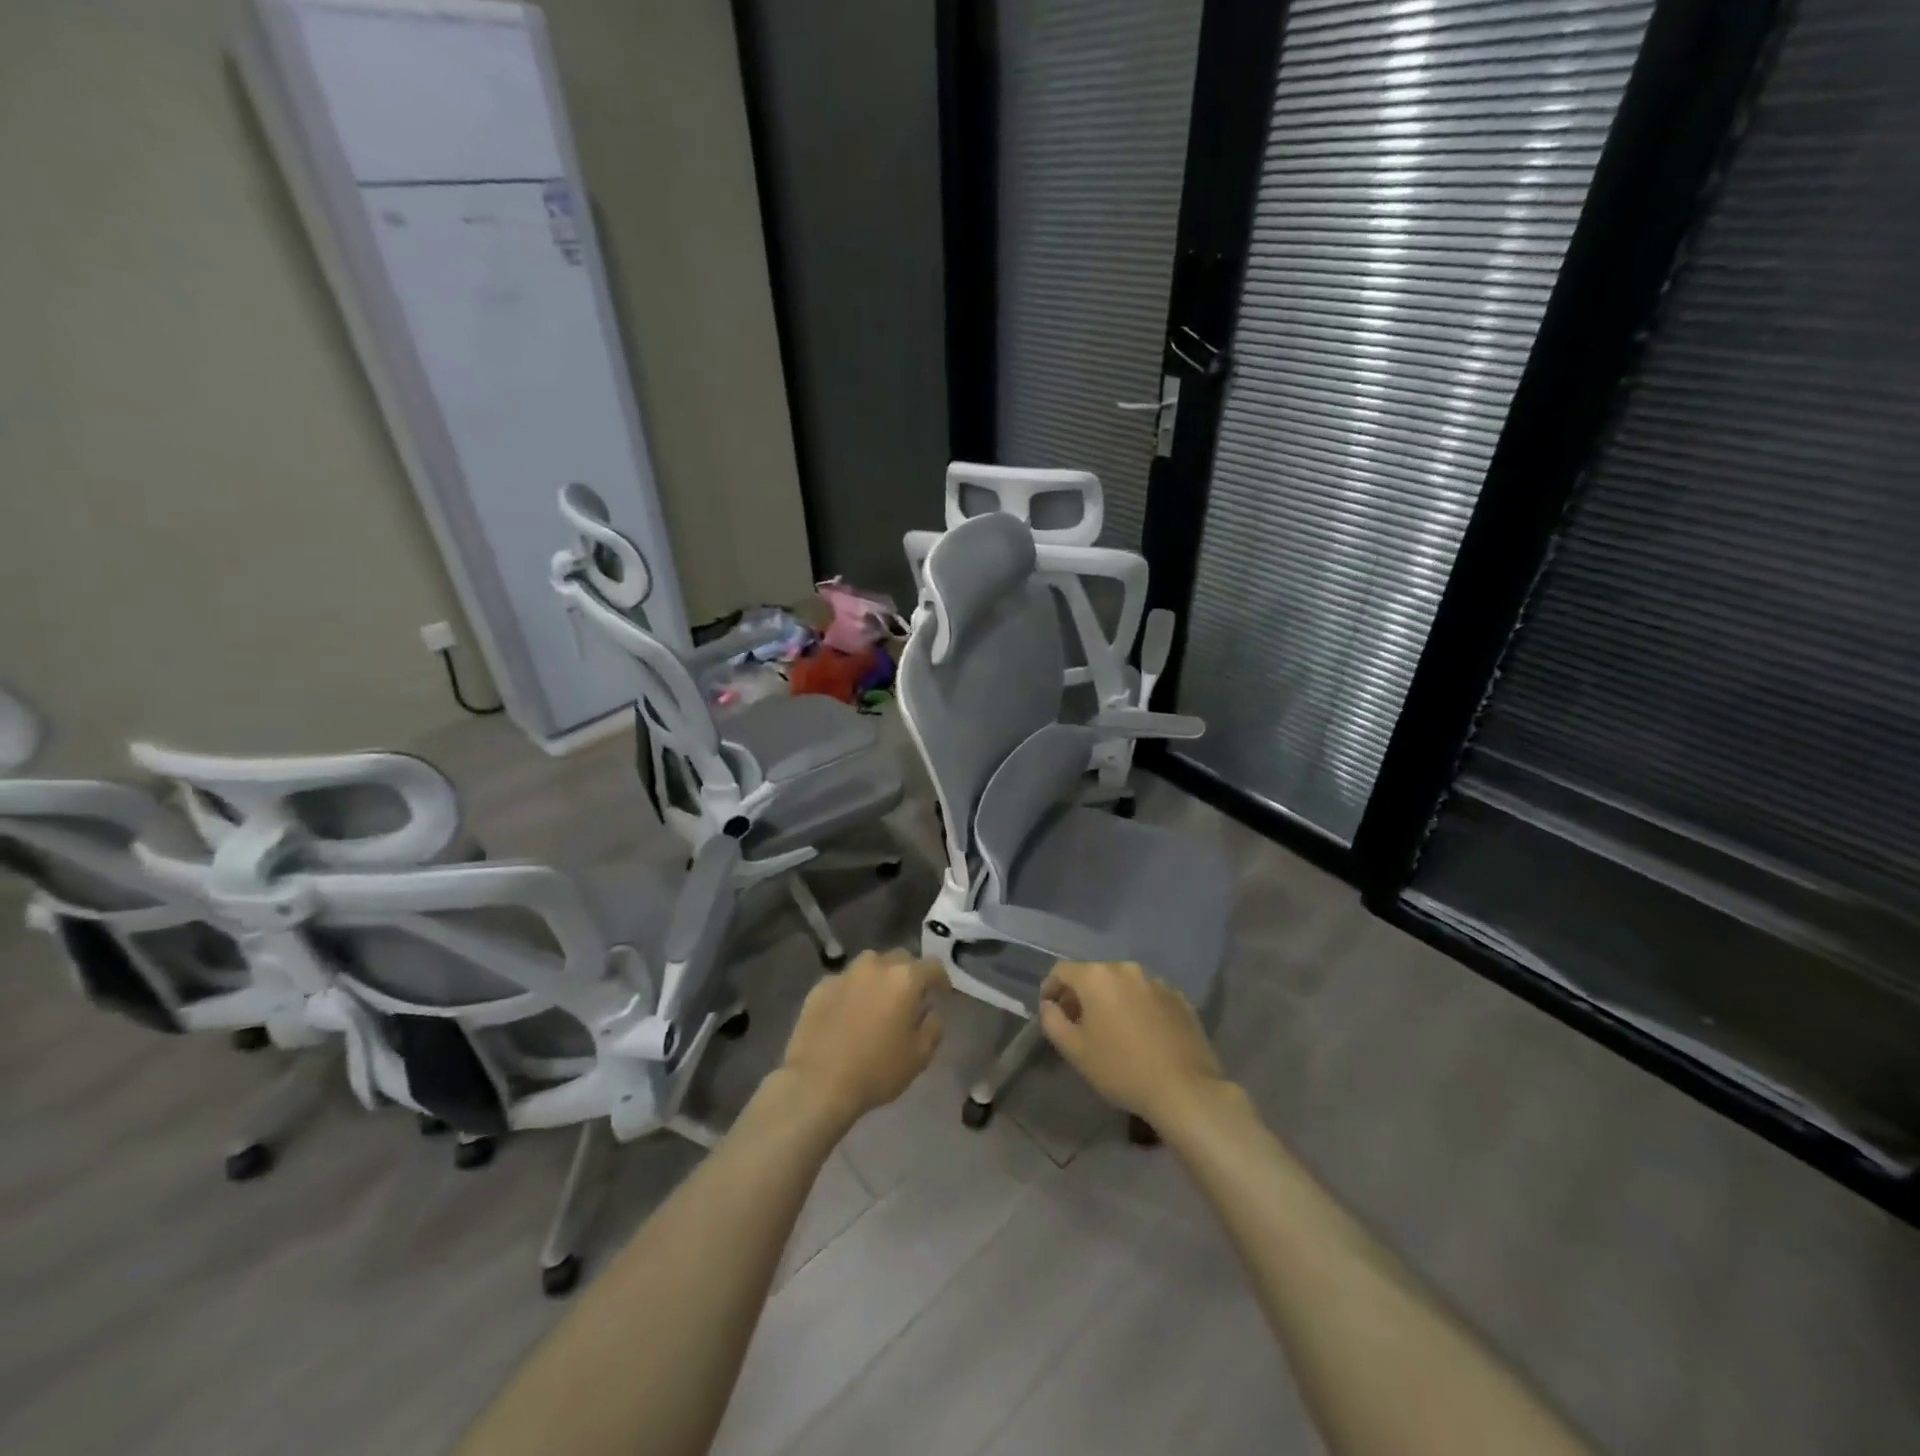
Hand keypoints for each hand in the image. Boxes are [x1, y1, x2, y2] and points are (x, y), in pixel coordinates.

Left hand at [779, 950, 948, 1127]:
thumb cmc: (876, 1071)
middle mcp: (875, 966)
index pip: (933, 966)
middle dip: (909, 974)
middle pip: (900, 958)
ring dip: (879, 977)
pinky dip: (852, 991)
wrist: (817, 1083)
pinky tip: (848, 1014)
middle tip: (909, 999)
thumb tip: (930, 1011)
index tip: (941, 995)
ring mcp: (845, 973)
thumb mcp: (919, 1057)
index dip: (941, 979)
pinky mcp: (820, 986)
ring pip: (870, 965)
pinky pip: (845, 981)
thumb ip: (933, 1027)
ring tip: (877, 1002)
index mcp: (905, 978)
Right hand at [1039, 960, 1227, 1128]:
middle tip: (1079, 1024)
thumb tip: (1049, 1005)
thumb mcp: (1074, 1050)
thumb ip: (1052, 1021)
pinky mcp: (1180, 999)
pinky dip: (1139, 1008)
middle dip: (1082, 995)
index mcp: (1097, 977)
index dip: (1051, 988)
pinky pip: (1149, 996)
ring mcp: (1157, 982)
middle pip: (1095, 975)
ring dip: (1112, 1000)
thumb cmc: (1121, 1069)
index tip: (1050, 1010)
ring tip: (1113, 1030)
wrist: (1184, 1089)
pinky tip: (1143, 1035)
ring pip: (1124, 985)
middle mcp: (1127, 969)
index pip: (1062, 970)